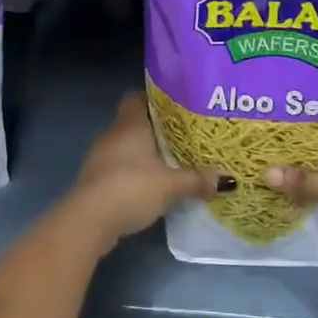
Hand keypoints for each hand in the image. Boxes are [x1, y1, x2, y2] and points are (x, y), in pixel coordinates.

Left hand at [67, 93, 207, 247]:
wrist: (89, 220)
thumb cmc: (131, 188)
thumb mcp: (171, 185)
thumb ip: (197, 180)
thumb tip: (227, 180)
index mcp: (130, 123)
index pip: (138, 96)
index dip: (157, 98)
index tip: (178, 106)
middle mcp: (113, 133)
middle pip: (135, 121)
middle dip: (157, 128)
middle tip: (184, 135)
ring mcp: (101, 156)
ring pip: (127, 145)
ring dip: (145, 152)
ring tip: (172, 160)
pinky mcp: (96, 179)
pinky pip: (120, 166)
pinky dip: (135, 171)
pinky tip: (152, 184)